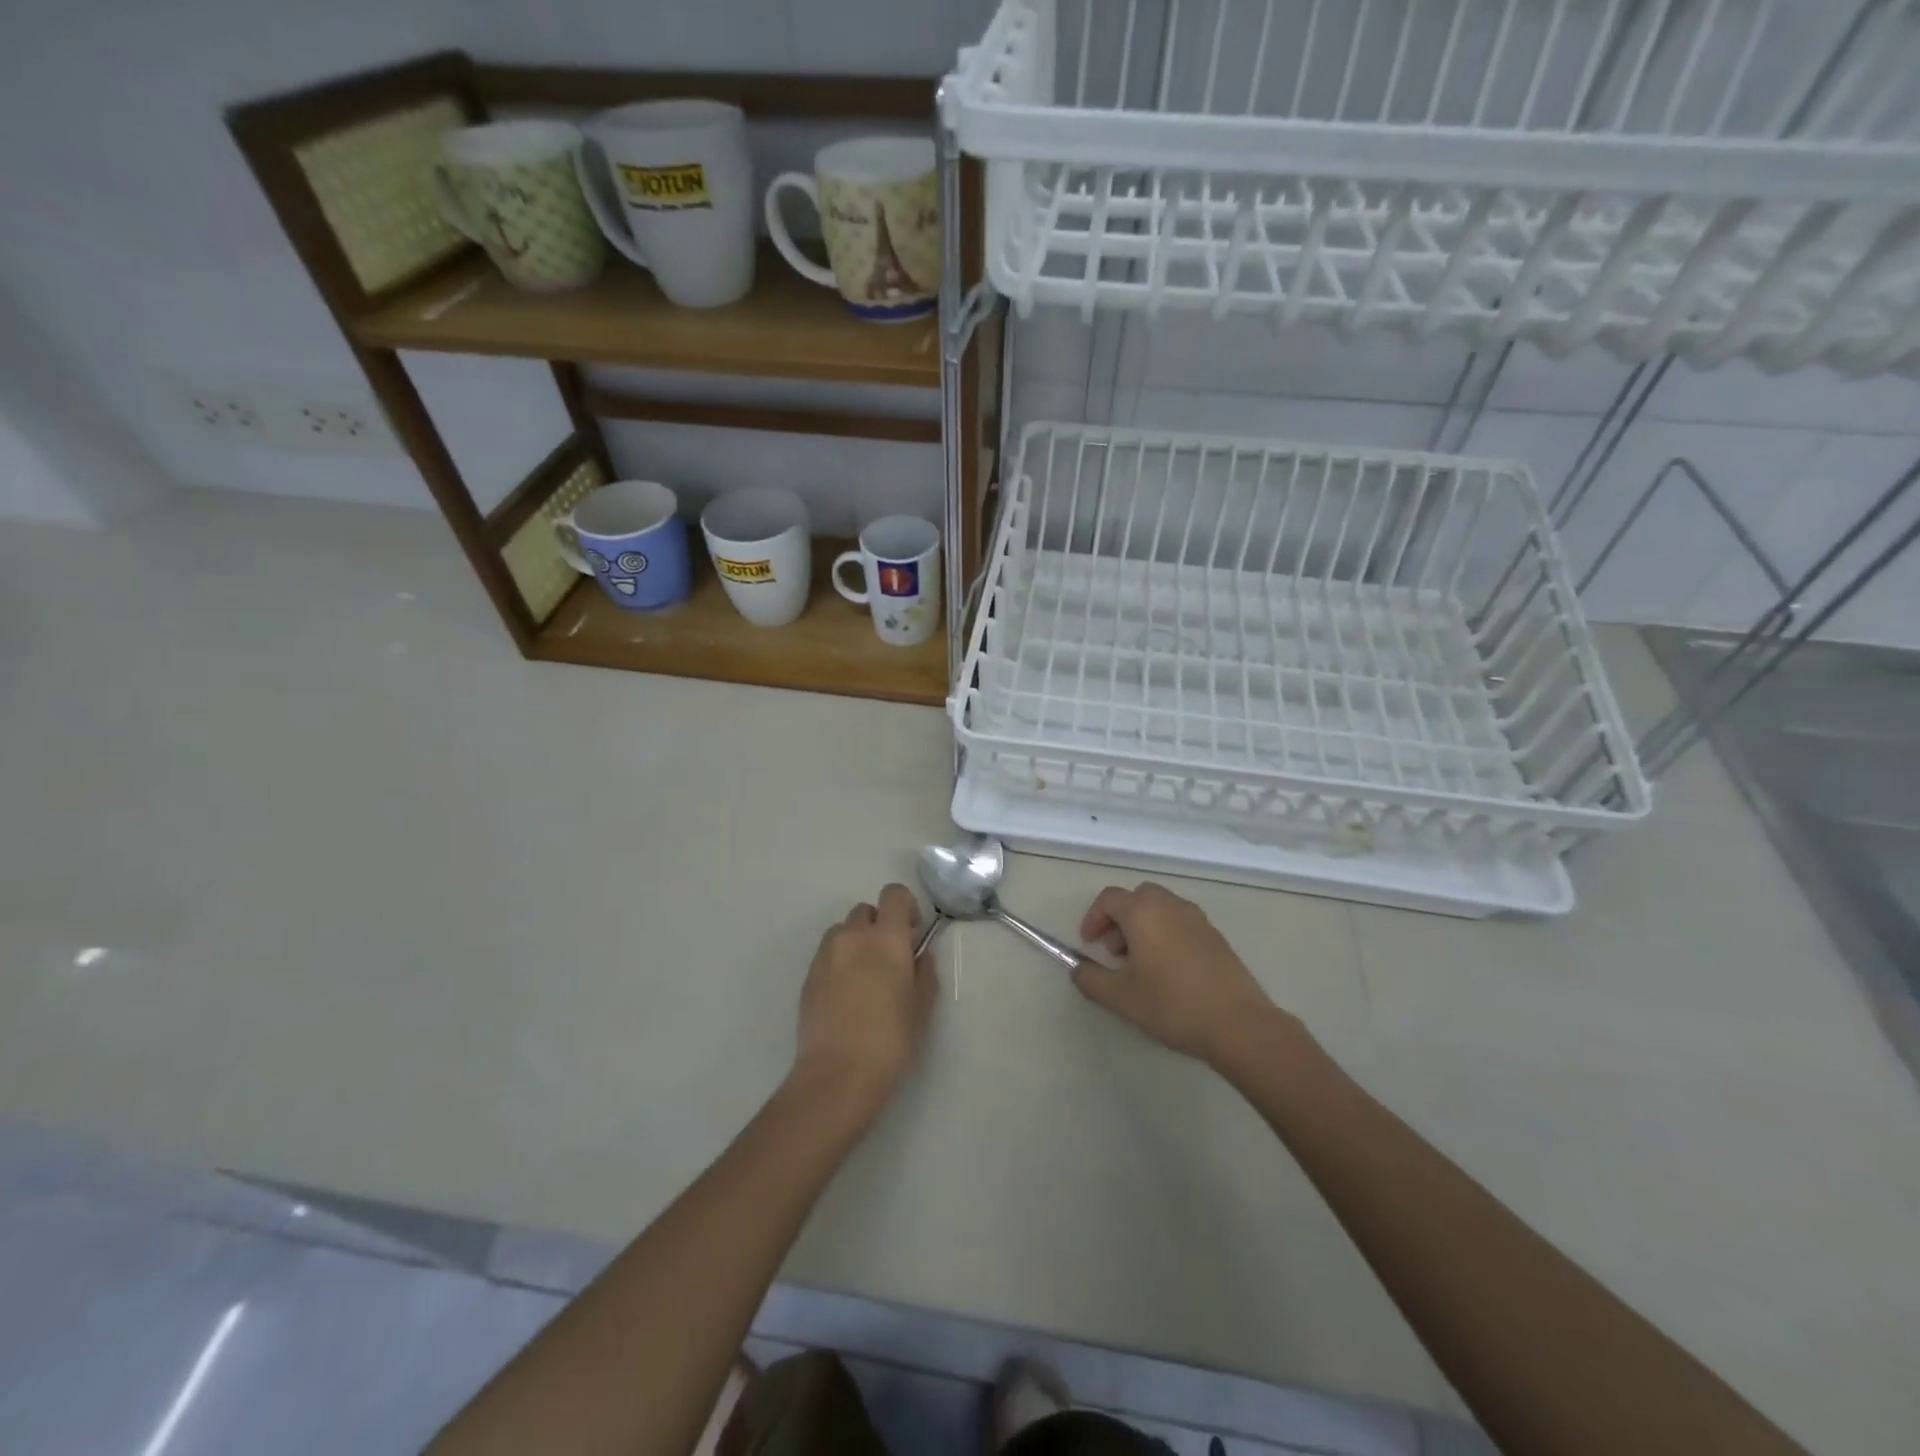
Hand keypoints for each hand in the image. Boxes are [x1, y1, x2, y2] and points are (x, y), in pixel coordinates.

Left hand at [793, 883, 937, 1109]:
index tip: (912, 933)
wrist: (838, 1073)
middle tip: (889, 959)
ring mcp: (826, 954)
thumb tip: (919, 955)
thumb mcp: (921, 1006)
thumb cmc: (891, 1038)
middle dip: (879, 926)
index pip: (894, 893)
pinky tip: (846, 995)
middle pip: (866, 910)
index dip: (905, 906)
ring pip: (843, 931)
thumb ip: (924, 972)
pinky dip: (839, 962)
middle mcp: (853, 936)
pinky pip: (827, 954)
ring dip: (856, 941)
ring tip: (864, 976)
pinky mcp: (808, 976)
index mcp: (887, 938)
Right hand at [1074, 882, 1280, 1066]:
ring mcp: (1197, 918)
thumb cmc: (1172, 1004)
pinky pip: (1181, 923)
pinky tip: (1169, 972)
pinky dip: (1166, 934)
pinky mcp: (1216, 936)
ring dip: (1143, 926)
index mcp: (1143, 911)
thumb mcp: (1120, 997)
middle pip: (1136, 898)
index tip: (1089, 945)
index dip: (1093, 918)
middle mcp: (1170, 905)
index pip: (1109, 899)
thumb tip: (1078, 969)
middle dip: (1119, 919)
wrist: (1238, 1023)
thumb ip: (1091, 979)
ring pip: (1161, 909)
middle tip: (1114, 952)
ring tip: (1140, 965)